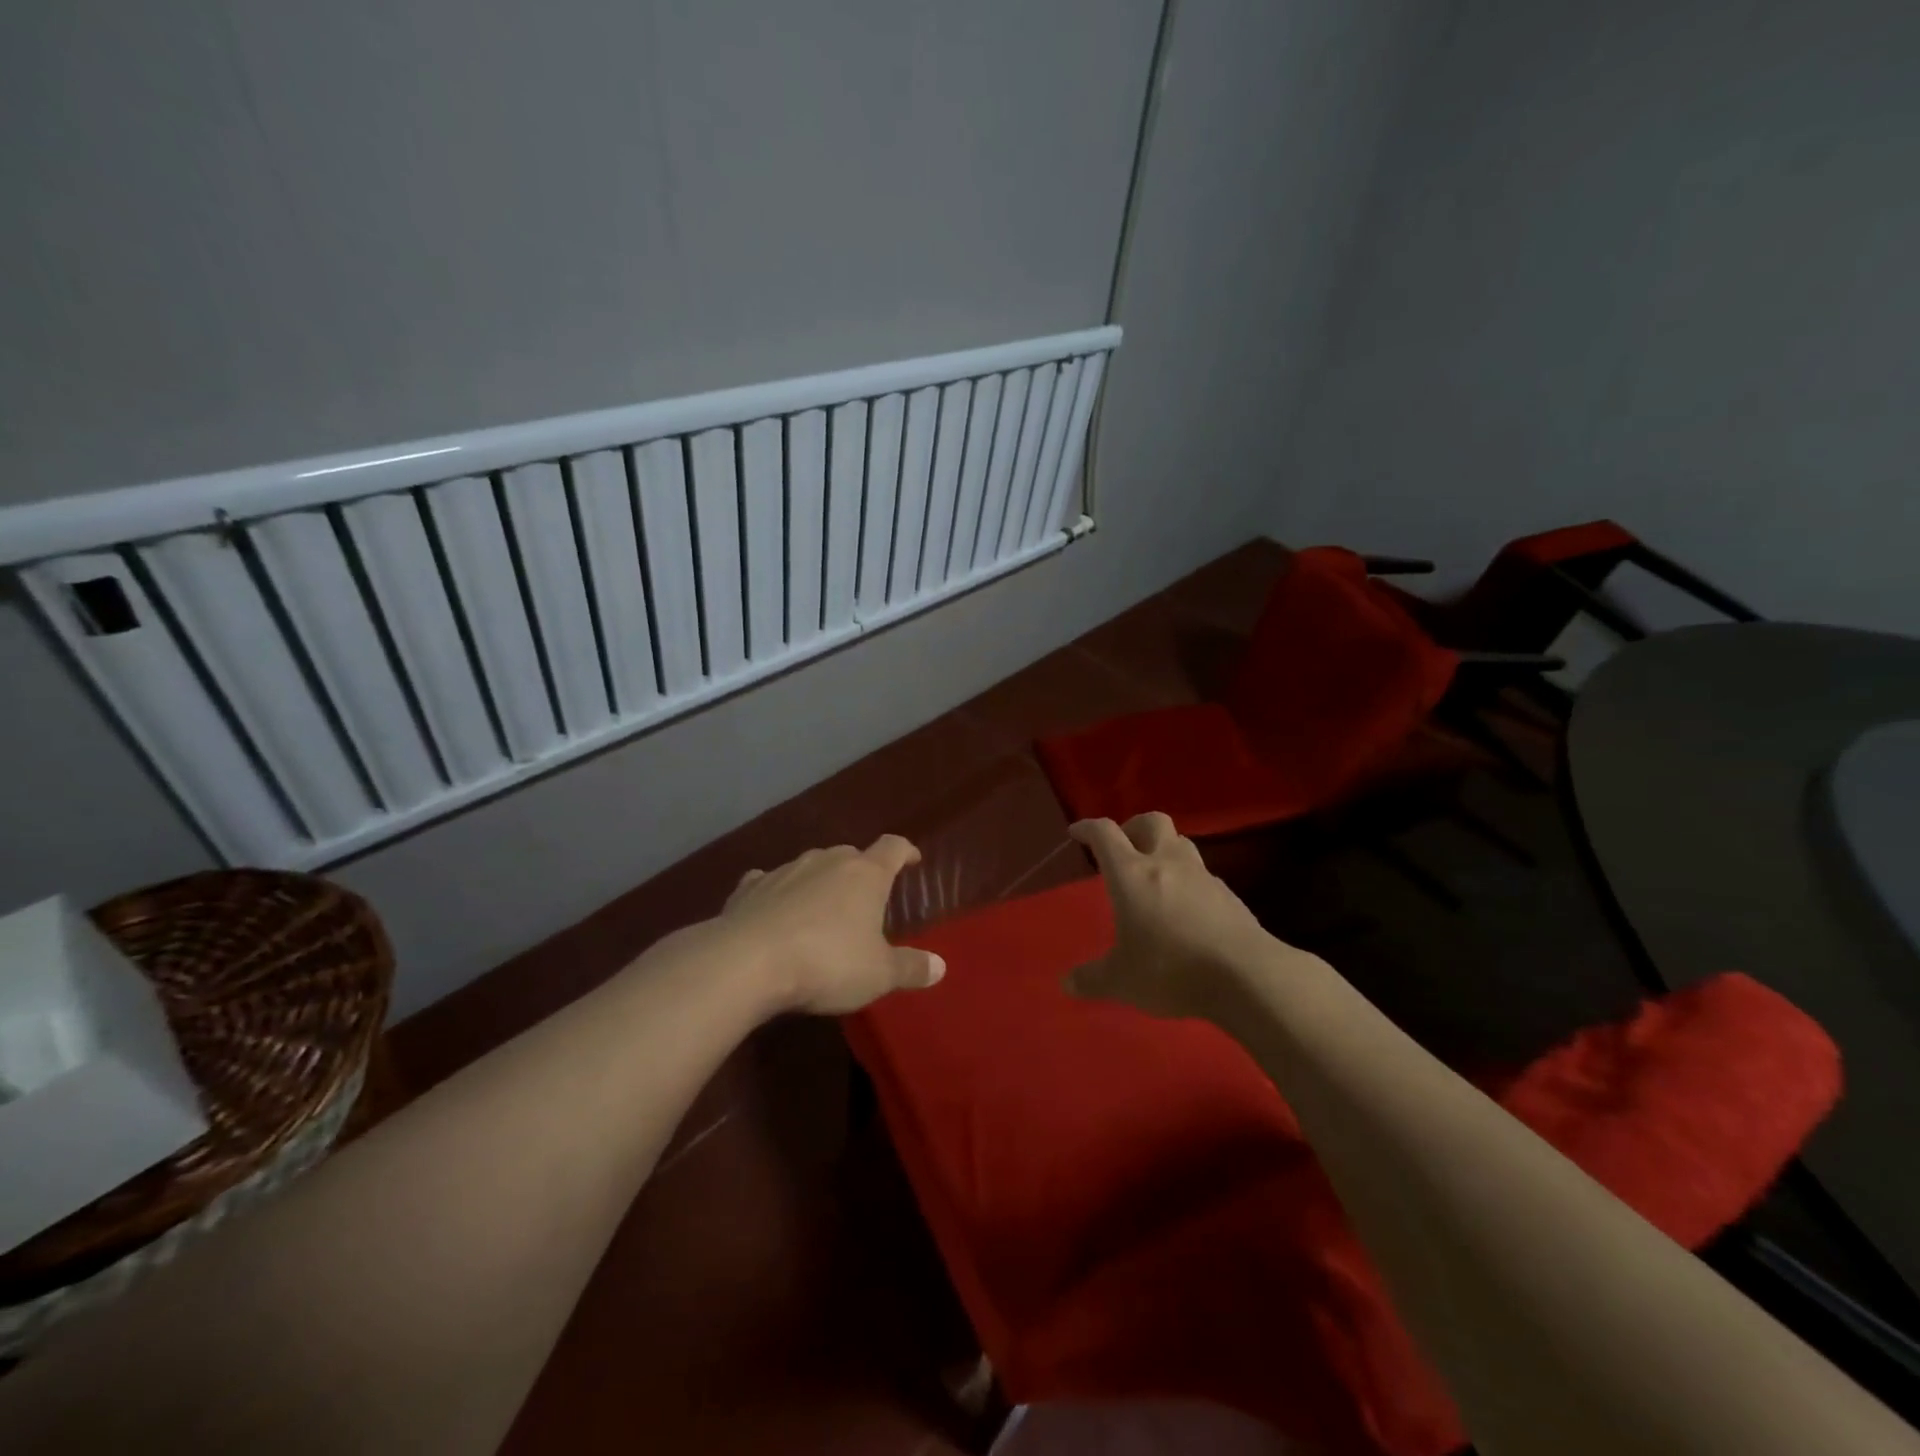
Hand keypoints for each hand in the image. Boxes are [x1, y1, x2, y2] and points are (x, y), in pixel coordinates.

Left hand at [720, 835, 945, 1014]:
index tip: (912, 860)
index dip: (906, 851)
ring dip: (819, 881)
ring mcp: (785, 871)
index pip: (893, 848)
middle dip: (860, 870)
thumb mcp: (878, 974)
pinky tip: (773, 908)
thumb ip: (910, 968)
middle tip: (865, 896)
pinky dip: (776, 892)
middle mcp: (826, 861)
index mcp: (865, 874)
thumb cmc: (827, 962)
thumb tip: (940, 966)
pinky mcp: (749, 888)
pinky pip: (768, 881)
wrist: (747, 962)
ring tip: (821, 906)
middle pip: (850, 854)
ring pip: (810, 865)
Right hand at [1065, 813, 1281, 1020]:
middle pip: (1152, 822)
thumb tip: (1068, 983)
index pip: (1105, 834)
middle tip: (1123, 846)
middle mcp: (1167, 863)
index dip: (1088, 828)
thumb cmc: (1171, 969)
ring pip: (1181, 843)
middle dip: (1133, 826)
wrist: (1247, 976)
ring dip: (1165, 850)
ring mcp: (1202, 876)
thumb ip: (1092, 979)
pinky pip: (1203, 876)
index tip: (1077, 832)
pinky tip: (1186, 909)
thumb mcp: (1121, 981)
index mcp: (1132, 873)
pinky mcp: (1229, 896)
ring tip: (1155, 875)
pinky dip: (1189, 881)